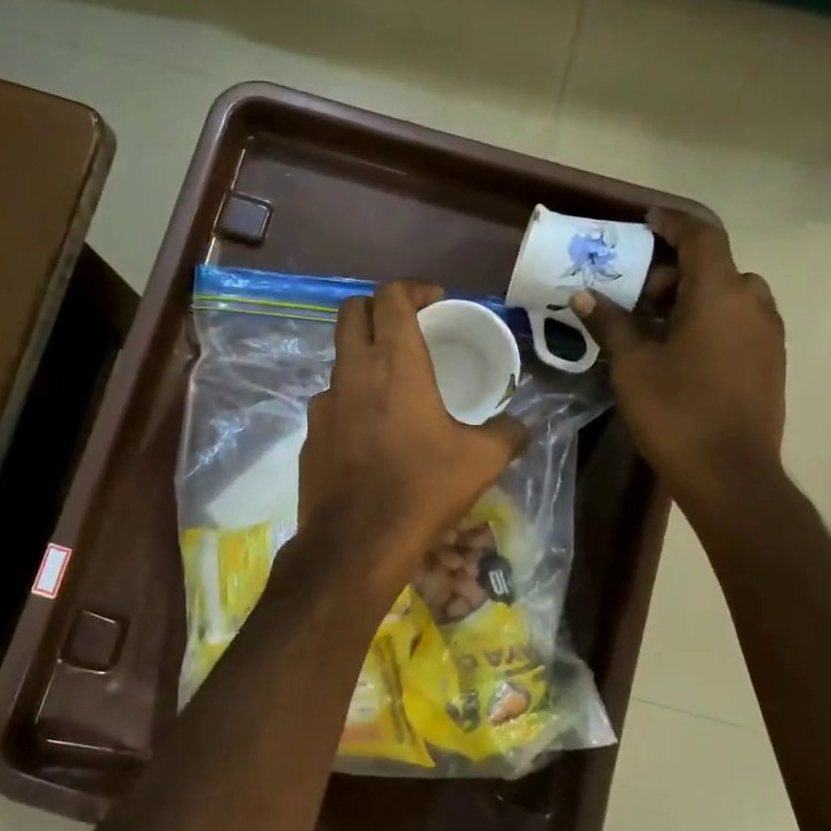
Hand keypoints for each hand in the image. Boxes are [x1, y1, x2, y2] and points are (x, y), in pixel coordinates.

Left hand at [301, 280, 526, 580]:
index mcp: (395, 363)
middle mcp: (352, 371)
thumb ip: (507, 434)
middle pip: (352, 311)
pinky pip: (331, 401)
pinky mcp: (310, 433)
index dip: (413, 287)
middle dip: (379, 307)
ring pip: (340, 358)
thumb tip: (520, 428)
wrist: (357, 542)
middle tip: (407, 327)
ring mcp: (324, 402)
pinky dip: (351, 400)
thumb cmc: (422, 489)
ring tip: (393, 386)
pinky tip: (371, 432)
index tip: (435, 300)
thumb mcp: (481, 461)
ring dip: (364, 357)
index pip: (391, 295)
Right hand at [572, 210, 784, 513]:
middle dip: (673, 271)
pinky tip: (680, 350)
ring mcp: (768, 333)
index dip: (672, 223)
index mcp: (720, 295)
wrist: (731, 474)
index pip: (701, 237)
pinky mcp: (771, 360)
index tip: (645, 221)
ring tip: (654, 324)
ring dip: (692, 296)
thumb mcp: (633, 366)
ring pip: (729, 294)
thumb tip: (584, 297)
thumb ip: (611, 324)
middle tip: (635, 295)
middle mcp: (753, 304)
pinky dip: (709, 318)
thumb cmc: (677, 413)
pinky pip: (739, 320)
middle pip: (714, 267)